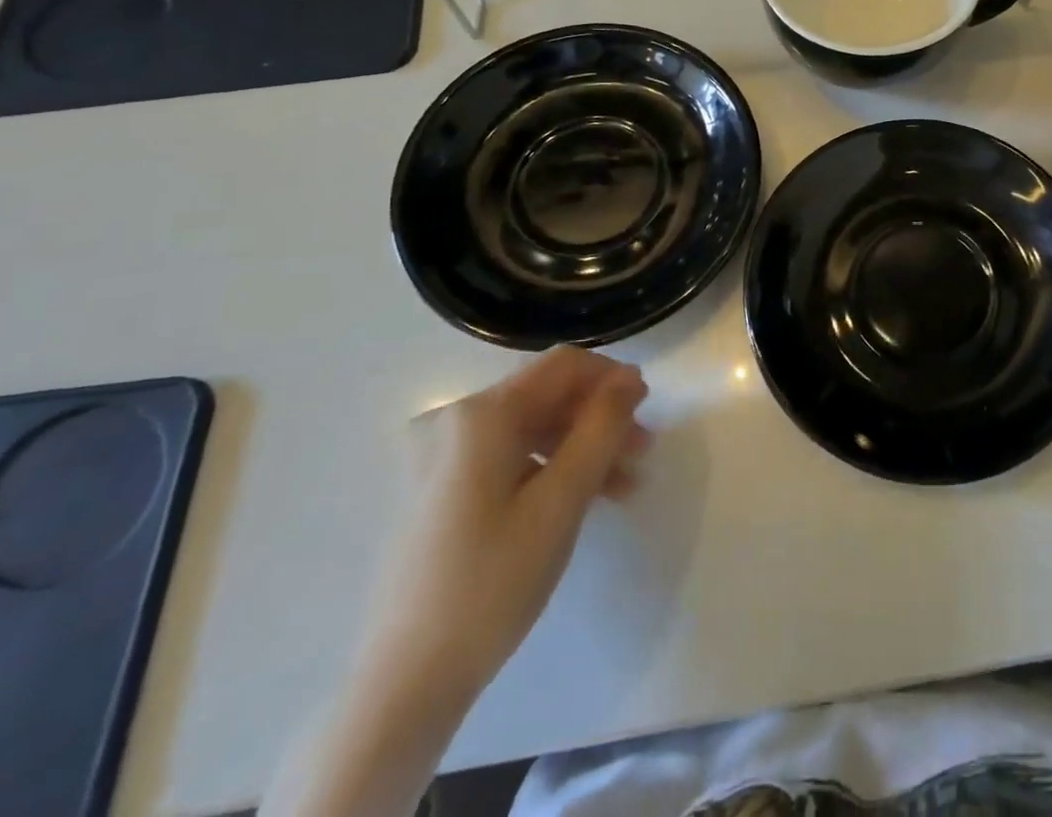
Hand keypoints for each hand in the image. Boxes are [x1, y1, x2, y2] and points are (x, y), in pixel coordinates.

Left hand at [364, 347, 650, 701]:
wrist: (403, 685)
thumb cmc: (491, 583)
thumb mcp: (561, 501)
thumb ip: (602, 429)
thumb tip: (629, 379)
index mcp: (479, 415)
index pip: (564, 366)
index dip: (612, 378)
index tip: (648, 410)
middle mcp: (452, 419)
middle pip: (546, 396)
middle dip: (599, 419)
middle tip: (643, 452)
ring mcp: (438, 455)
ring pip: (530, 428)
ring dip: (580, 447)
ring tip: (621, 485)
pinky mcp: (435, 487)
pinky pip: (506, 456)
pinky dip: (547, 468)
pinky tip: (579, 499)